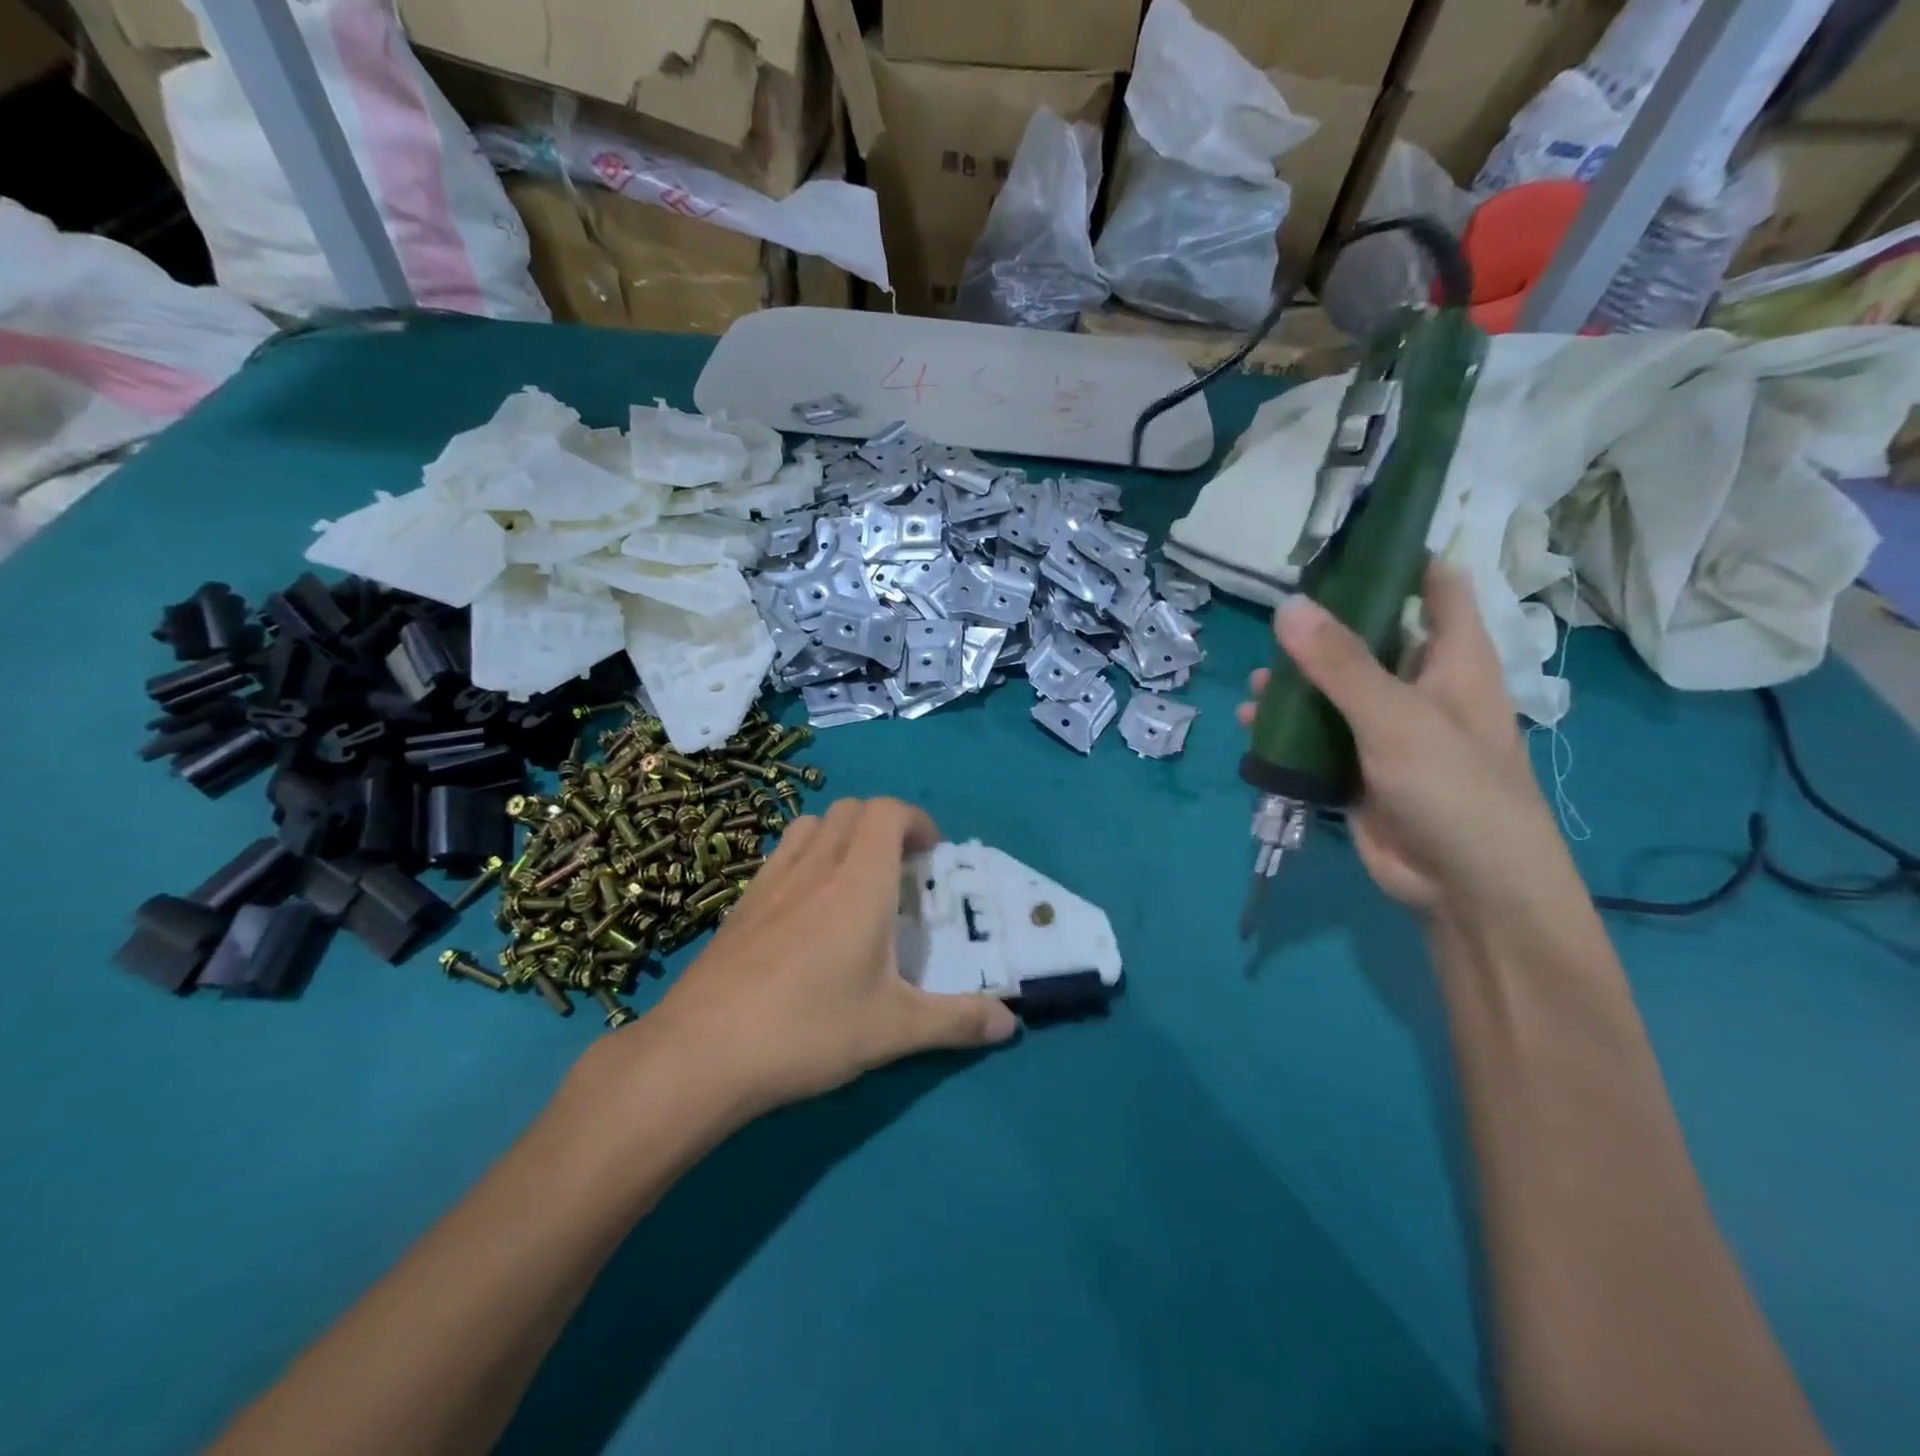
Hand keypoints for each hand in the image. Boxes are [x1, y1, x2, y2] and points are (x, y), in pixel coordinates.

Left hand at [638, 798, 1017, 1116]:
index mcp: (859, 882)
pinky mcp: (740, 904)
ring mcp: (770, 881)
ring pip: (811, 825)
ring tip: (854, 881)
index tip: (932, 855)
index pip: (887, 811)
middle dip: (883, 824)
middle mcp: (815, 866)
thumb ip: (957, 1021)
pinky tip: (806, 911)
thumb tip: (1011, 1023)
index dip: (916, 820)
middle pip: (851, 809)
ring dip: (841, 835)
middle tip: (900, 870)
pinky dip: (805, 859)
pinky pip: (780, 855)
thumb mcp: (894, 1030)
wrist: (701, 1053)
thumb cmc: (809, 1030)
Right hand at [1239, 562, 1575, 920]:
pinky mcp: (1358, 770)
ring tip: (1257, 684)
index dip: (1397, 558)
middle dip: (1322, 628)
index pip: (1435, 587)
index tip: (1342, 543)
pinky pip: (1316, 738)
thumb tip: (1287, 606)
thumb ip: (1341, 664)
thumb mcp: (1396, 718)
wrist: (1466, 888)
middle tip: (1272, 619)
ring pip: (1334, 692)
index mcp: (1453, 660)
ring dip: (1296, 686)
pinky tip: (1254, 729)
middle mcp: (1420, 688)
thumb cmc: (1454, 789)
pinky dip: (1286, 732)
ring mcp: (1387, 731)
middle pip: (1370, 638)